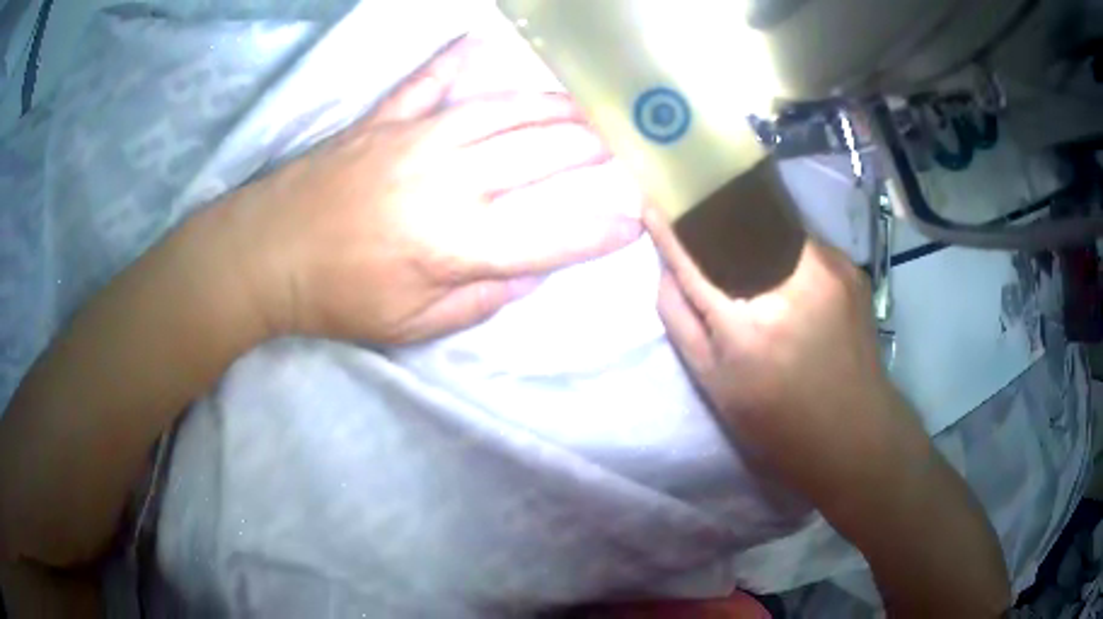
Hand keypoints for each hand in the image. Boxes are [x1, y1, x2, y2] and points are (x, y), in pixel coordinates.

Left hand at [233, 38, 641, 344]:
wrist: (266, 253)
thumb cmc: (337, 298)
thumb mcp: (413, 326)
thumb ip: (483, 300)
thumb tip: (533, 269)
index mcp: (453, 243)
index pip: (551, 234)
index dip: (601, 229)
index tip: (636, 220)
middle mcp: (446, 179)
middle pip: (540, 155)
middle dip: (591, 152)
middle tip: (620, 150)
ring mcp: (414, 137)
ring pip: (504, 112)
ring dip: (552, 110)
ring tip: (584, 112)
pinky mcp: (385, 118)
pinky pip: (430, 81)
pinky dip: (459, 62)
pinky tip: (482, 45)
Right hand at [644, 207, 917, 501]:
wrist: (854, 433)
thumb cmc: (776, 421)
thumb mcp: (713, 383)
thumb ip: (681, 318)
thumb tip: (668, 264)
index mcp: (747, 324)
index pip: (696, 252)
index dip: (671, 223)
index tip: (652, 199)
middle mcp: (791, 282)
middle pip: (739, 220)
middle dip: (712, 211)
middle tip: (695, 212)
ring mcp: (829, 268)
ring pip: (773, 224)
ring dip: (749, 227)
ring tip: (737, 238)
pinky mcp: (851, 267)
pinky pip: (802, 240)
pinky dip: (782, 245)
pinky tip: (781, 267)